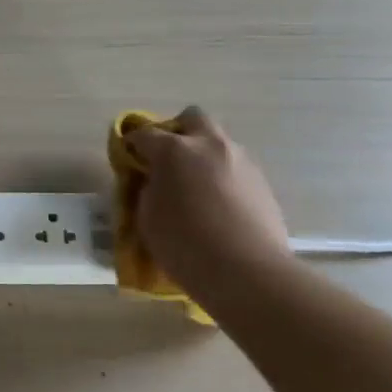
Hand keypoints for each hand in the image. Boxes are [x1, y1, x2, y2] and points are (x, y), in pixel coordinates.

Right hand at [125, 107, 290, 279]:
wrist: (248, 273)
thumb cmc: (185, 245)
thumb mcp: (147, 217)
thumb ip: (147, 190)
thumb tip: (155, 181)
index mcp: (174, 150)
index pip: (144, 133)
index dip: (133, 144)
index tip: (129, 159)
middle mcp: (210, 145)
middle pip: (193, 118)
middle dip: (178, 131)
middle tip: (168, 159)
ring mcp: (241, 161)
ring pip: (219, 143)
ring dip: (204, 156)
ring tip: (197, 189)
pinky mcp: (262, 183)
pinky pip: (236, 168)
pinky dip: (223, 178)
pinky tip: (219, 207)